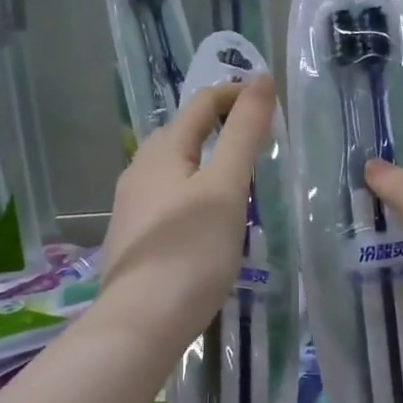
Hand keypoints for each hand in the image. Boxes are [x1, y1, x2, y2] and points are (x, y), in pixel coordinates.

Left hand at [98, 76, 275, 354]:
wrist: (140, 323)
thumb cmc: (191, 252)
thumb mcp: (226, 188)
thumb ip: (243, 133)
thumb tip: (259, 79)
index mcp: (162, 150)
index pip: (201, 103)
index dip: (235, 95)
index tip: (270, 104)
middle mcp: (139, 169)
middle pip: (183, 133)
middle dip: (220, 127)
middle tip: (259, 143)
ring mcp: (131, 205)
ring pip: (173, 167)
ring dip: (206, 162)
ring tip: (239, 180)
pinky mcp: (134, 236)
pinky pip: (167, 197)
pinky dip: (193, 192)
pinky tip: (206, 219)